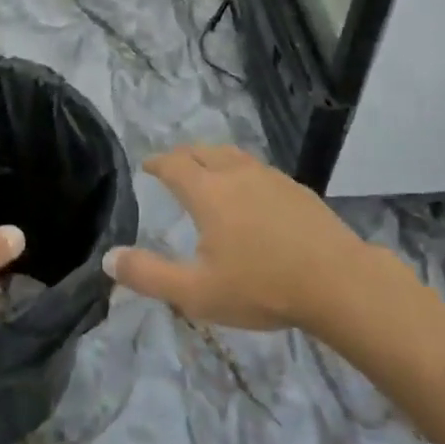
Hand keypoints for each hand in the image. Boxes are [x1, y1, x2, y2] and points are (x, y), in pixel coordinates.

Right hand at [103, 145, 370, 331]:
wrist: (336, 281)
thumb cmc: (261, 287)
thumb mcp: (197, 292)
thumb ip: (149, 275)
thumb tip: (108, 258)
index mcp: (208, 192)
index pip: (174, 164)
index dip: (157, 163)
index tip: (147, 166)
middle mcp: (235, 173)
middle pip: (203, 151)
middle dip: (183, 156)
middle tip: (174, 167)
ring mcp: (269, 177)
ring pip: (232, 156)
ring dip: (213, 159)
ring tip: (209, 173)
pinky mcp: (295, 188)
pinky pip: (257, 169)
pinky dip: (241, 172)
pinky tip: (251, 194)